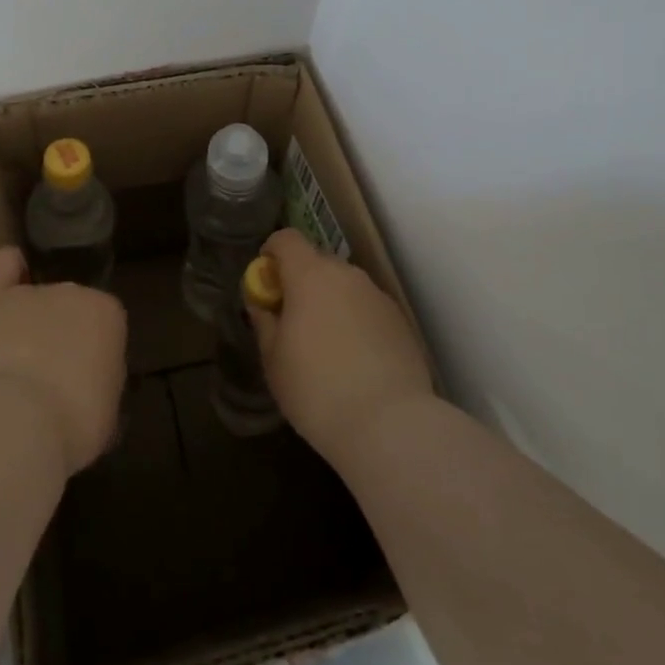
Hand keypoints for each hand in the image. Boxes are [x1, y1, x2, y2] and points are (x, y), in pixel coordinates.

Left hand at [0, 247, 126, 475]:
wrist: (17, 422)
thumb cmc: (73, 423)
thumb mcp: (107, 410)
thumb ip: (100, 381)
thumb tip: (88, 383)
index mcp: (109, 315)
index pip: (104, 325)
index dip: (93, 353)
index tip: (84, 381)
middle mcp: (73, 292)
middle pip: (68, 310)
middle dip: (61, 337)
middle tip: (49, 377)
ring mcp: (32, 293)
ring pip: (34, 299)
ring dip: (30, 323)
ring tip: (16, 359)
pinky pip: (3, 266)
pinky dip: (8, 269)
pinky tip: (9, 275)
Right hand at [248, 228, 435, 464]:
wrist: (390, 425)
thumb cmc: (316, 389)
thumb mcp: (273, 359)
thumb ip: (265, 322)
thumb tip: (262, 303)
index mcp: (310, 275)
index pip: (286, 239)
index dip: (272, 253)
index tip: (266, 283)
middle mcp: (347, 275)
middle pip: (317, 262)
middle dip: (301, 282)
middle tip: (292, 321)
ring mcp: (378, 297)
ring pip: (345, 287)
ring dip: (330, 303)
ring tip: (326, 347)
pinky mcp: (401, 322)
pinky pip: (367, 309)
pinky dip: (356, 323)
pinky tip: (355, 362)